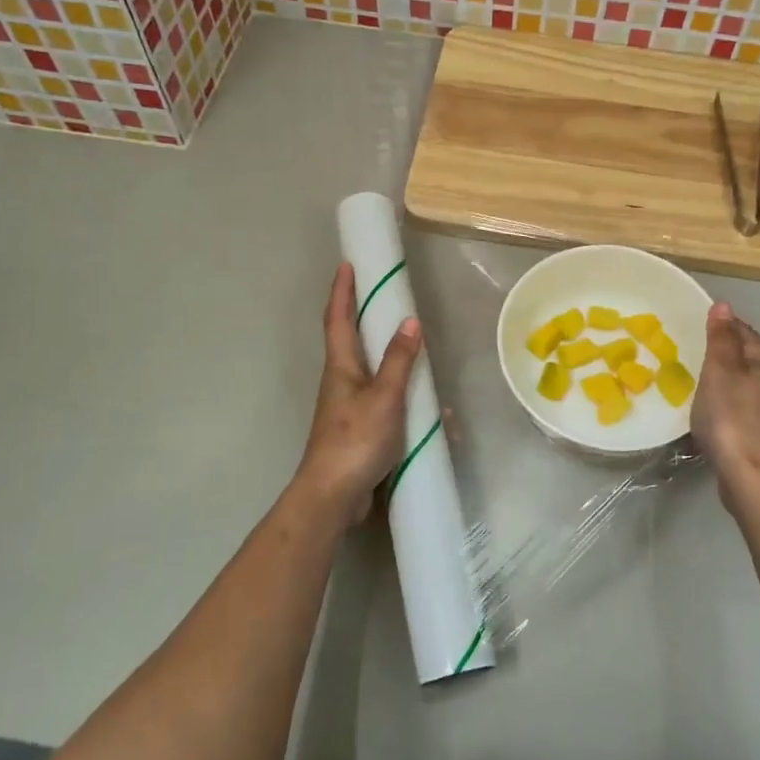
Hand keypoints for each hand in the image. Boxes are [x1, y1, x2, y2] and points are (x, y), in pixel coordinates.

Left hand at [294, 262, 421, 525]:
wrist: (333, 494)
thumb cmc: (355, 439)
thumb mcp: (384, 397)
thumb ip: (399, 361)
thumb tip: (410, 322)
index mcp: (341, 367)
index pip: (338, 319)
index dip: (342, 290)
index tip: (347, 264)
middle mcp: (340, 381)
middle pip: (349, 340)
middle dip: (362, 316)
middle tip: (383, 296)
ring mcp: (347, 407)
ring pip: (369, 371)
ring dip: (387, 357)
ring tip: (413, 349)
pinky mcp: (358, 430)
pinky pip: (382, 401)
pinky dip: (401, 395)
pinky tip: (426, 408)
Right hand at [692, 302, 759, 501]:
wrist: (753, 477)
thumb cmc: (732, 418)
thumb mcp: (721, 371)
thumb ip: (722, 338)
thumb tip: (724, 306)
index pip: (742, 330)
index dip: (718, 326)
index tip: (691, 327)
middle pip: (745, 356)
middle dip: (720, 353)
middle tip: (688, 352)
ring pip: (743, 382)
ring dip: (722, 379)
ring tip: (694, 380)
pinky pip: (740, 406)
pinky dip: (725, 403)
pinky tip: (709, 411)